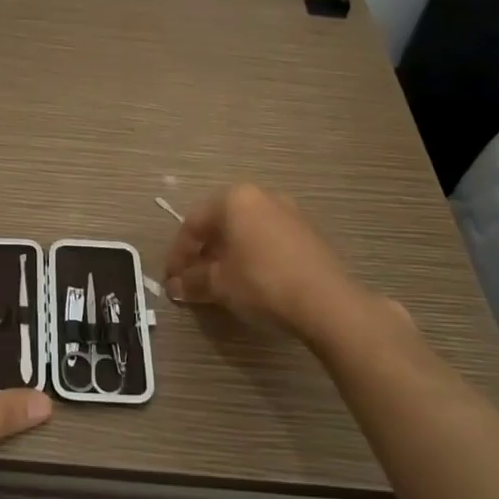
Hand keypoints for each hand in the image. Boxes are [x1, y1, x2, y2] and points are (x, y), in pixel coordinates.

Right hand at [163, 184, 367, 343]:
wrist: (327, 302)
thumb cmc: (262, 282)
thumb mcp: (219, 284)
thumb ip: (192, 281)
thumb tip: (175, 286)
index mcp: (235, 198)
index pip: (194, 223)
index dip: (178, 253)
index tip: (171, 278)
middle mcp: (262, 196)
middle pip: (221, 223)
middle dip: (203, 252)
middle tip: (192, 278)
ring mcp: (290, 213)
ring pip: (246, 231)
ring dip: (228, 254)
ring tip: (219, 282)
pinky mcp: (309, 234)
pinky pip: (268, 239)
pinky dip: (252, 256)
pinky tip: (249, 281)